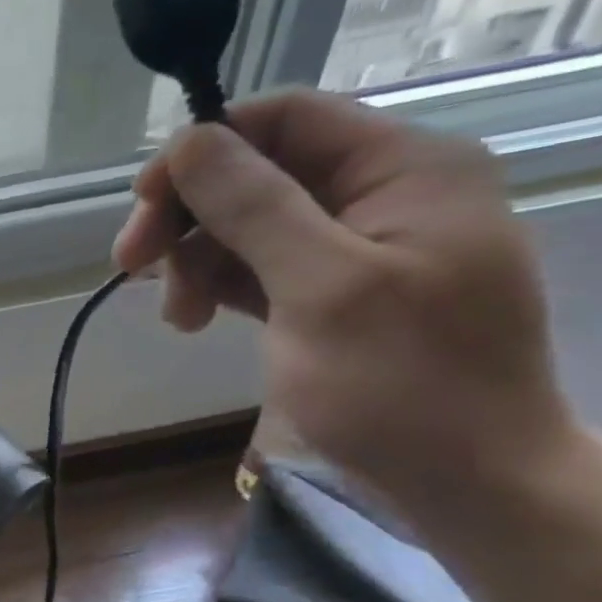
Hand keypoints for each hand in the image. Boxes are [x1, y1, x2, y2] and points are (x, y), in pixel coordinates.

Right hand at [114, 89, 577, 510]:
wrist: (470, 482)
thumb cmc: (403, 385)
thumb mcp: (322, 289)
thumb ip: (255, 207)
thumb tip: (190, 140)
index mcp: (404, 168)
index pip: (285, 119)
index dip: (204, 149)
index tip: (142, 204)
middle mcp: (384, 193)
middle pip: (259, 172)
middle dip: (190, 215)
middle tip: (132, 267)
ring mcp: (360, 246)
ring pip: (250, 223)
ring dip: (197, 260)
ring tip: (177, 316)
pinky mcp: (335, 292)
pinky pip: (262, 267)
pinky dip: (220, 286)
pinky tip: (195, 320)